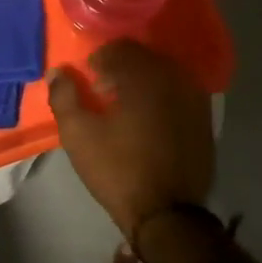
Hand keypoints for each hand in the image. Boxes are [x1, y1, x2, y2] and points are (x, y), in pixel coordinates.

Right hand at [47, 40, 214, 237]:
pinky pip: (179, 94)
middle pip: (144, 58)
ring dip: (142, 83)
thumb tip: (57, 72)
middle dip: (121, 69)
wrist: (167, 214)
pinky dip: (161, 98)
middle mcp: (175, 77)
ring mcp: (195, 98)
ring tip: (126, 109)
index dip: (98, 60)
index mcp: (145, 75)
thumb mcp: (78, 134)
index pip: (120, 48)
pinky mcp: (205, 120)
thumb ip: (64, 96)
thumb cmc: (118, 169)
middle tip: (103, 94)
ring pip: (163, 75)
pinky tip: (148, 123)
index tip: (88, 81)